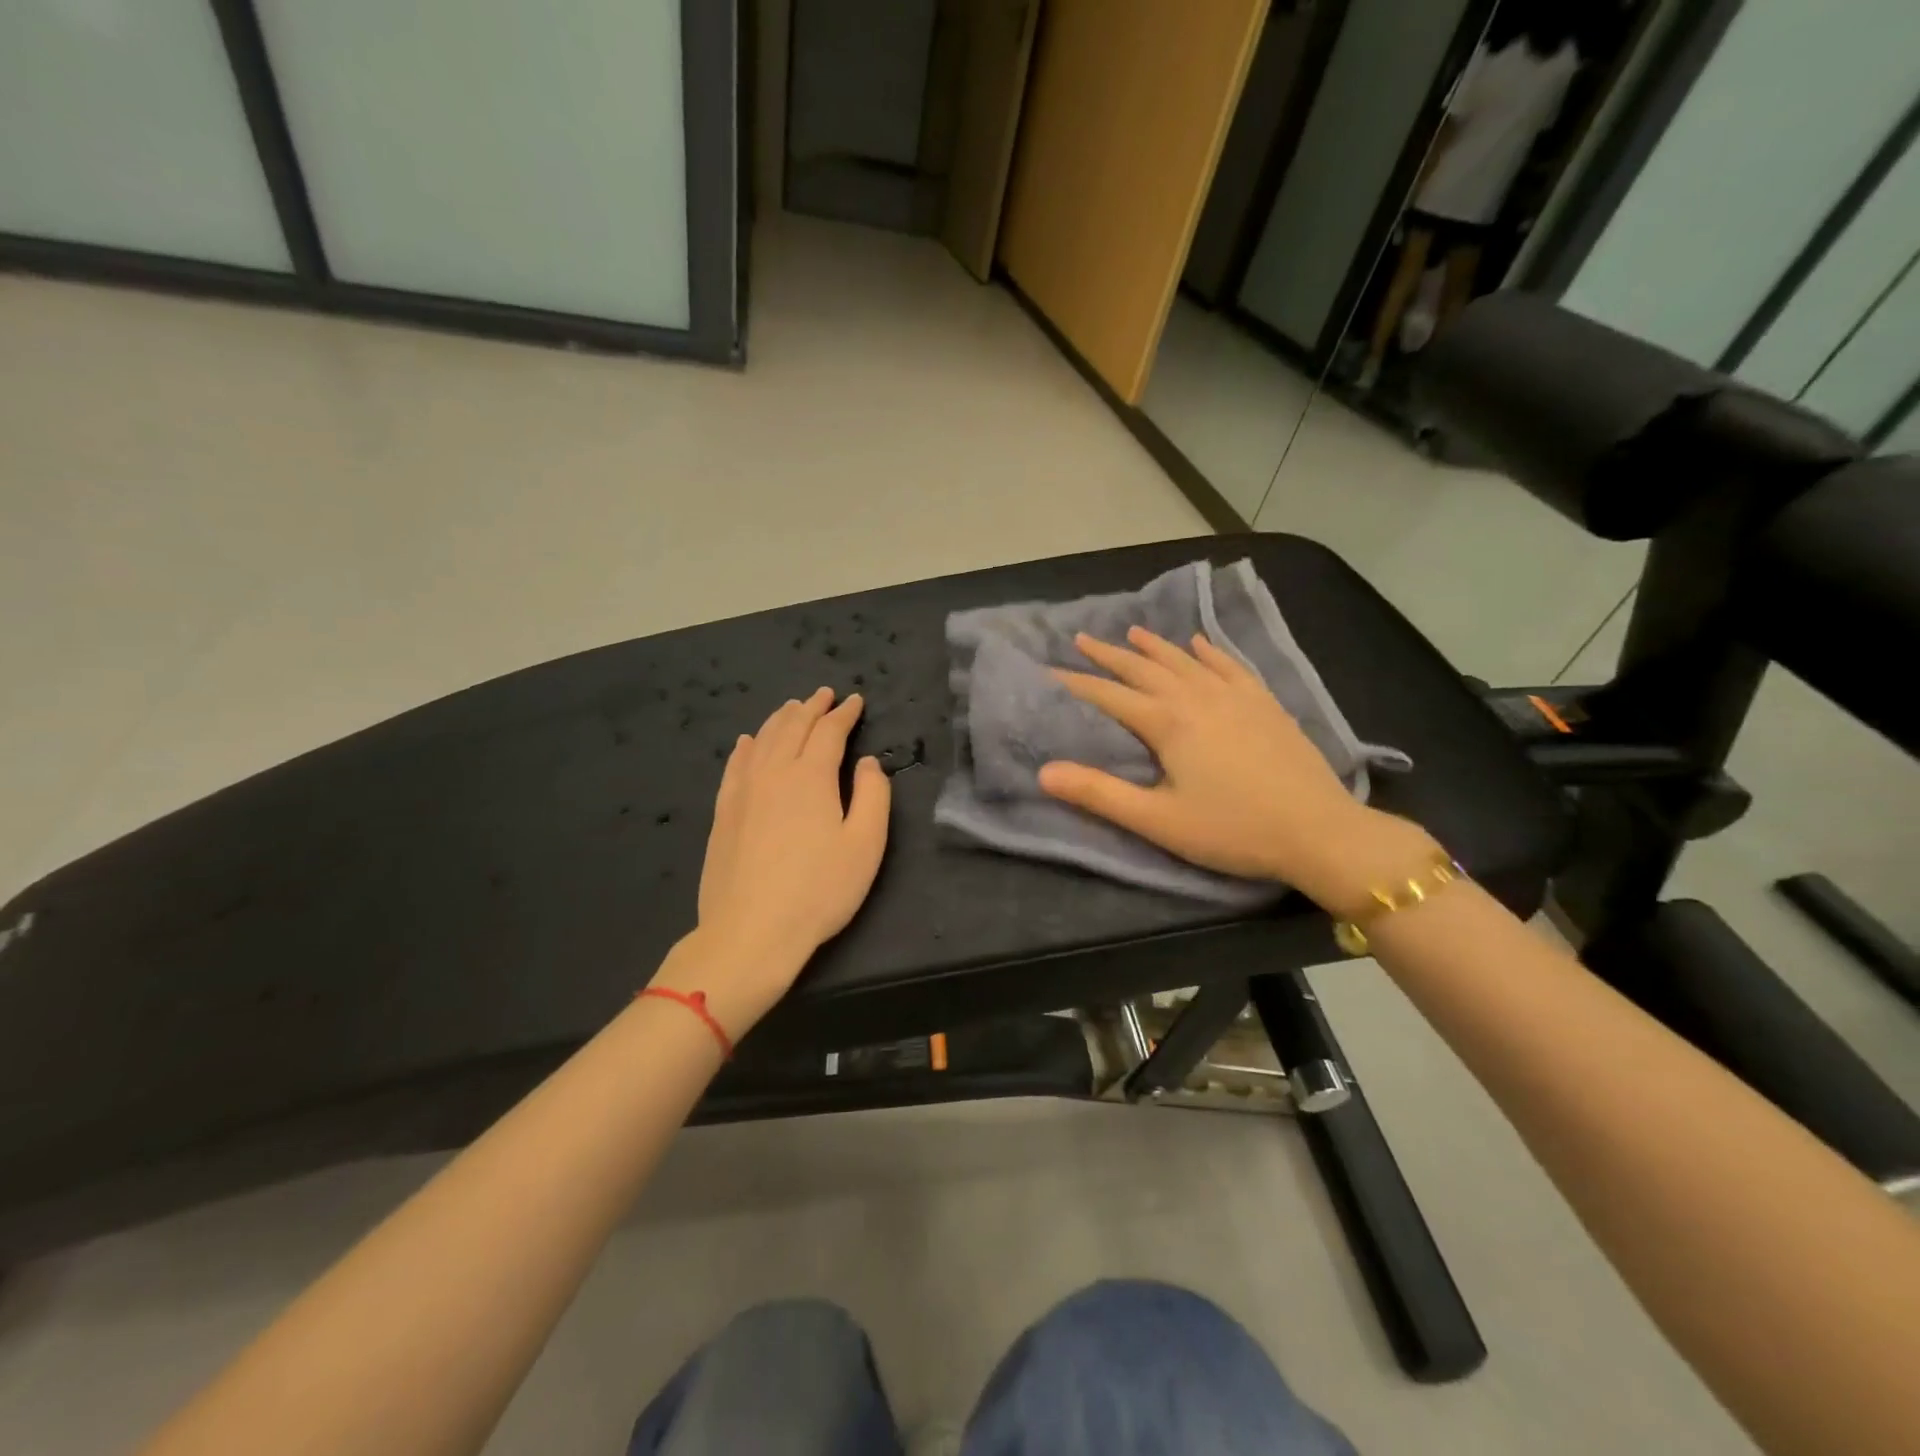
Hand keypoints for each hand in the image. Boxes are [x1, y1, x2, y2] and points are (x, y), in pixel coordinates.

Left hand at [661, 688, 890, 1034]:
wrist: (751, 931)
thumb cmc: (819, 891)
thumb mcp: (865, 845)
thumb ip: (873, 796)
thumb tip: (867, 763)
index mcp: (811, 776)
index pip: (828, 732)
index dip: (844, 714)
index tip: (855, 701)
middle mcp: (773, 773)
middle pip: (792, 728)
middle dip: (811, 707)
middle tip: (824, 695)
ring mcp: (742, 792)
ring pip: (762, 741)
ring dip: (780, 720)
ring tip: (792, 708)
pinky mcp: (723, 813)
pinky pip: (735, 766)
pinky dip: (746, 747)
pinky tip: (748, 741)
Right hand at [1038, 628, 1431, 910]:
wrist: (1319, 831)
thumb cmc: (1232, 830)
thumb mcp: (1157, 820)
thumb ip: (1099, 794)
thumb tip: (1044, 772)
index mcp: (1168, 722)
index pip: (1110, 695)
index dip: (1076, 683)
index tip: (1048, 671)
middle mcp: (1198, 697)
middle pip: (1144, 668)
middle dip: (1110, 655)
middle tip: (1082, 639)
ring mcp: (1236, 696)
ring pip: (1185, 660)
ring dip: (1155, 646)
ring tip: (1132, 632)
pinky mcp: (1265, 703)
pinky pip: (1230, 665)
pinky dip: (1210, 651)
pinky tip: (1200, 643)